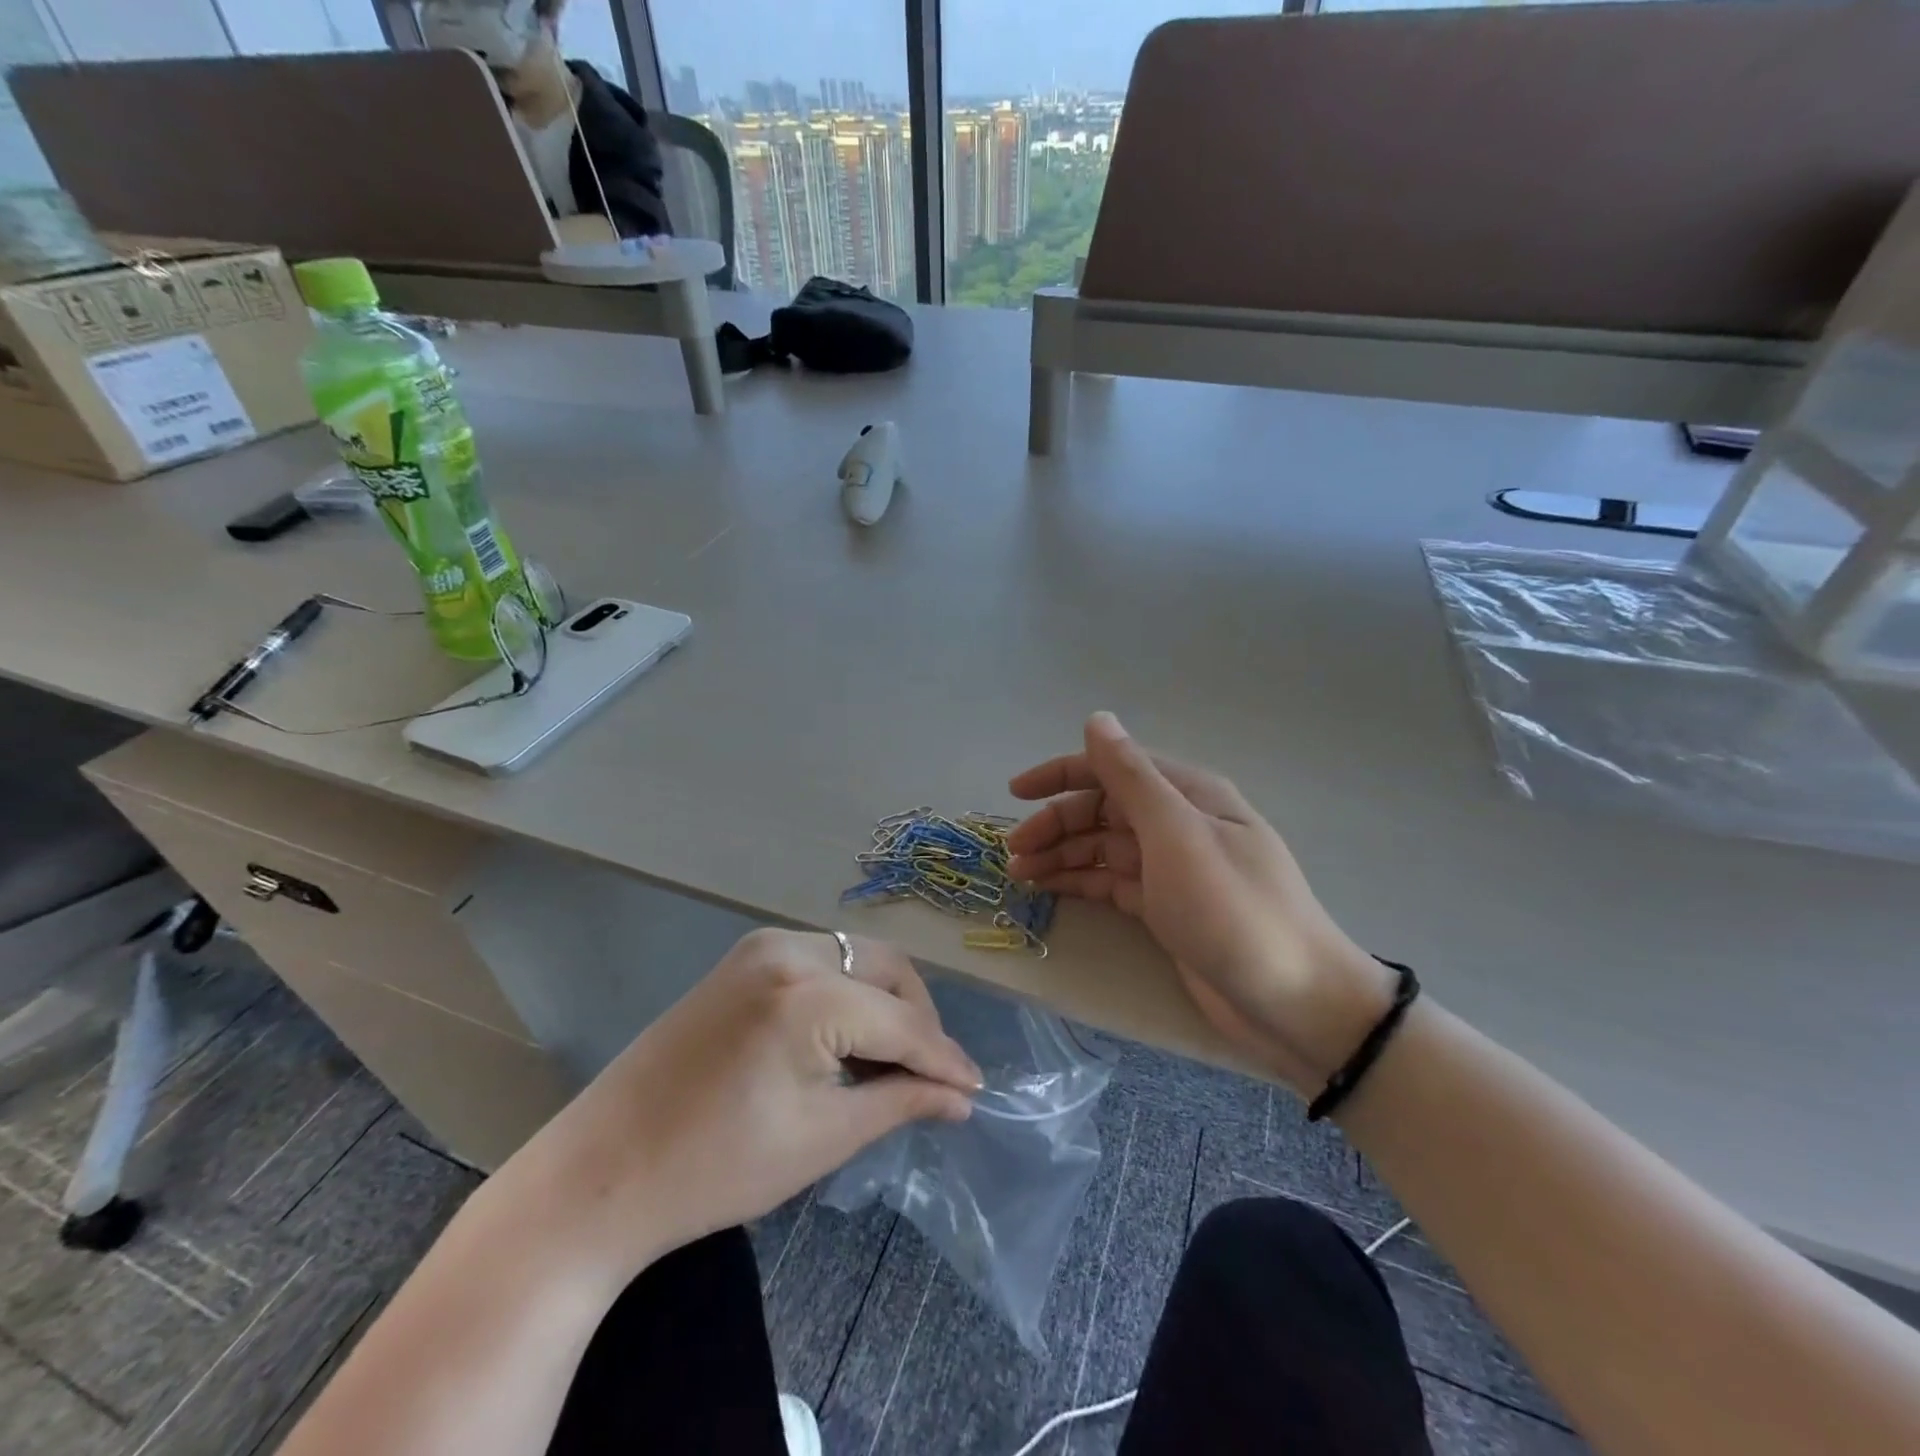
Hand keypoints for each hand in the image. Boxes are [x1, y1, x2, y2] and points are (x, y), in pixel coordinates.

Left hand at [485, 929, 981, 1288]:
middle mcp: (789, 949)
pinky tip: (847, 1038)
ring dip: (885, 1001)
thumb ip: (900, 1102)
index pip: (901, 1022)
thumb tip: (961, 1097)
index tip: (977, 1089)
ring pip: (855, 959)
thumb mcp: (823, 1138)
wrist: (602, 1173)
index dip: (944, 1058)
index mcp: (807, 994)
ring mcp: (761, 946)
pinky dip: (848, 992)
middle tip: (933, 1075)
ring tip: (892, 1061)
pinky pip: (821, 961)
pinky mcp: (743, 958)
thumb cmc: (716, 1168)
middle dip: (918, 1019)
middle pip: (886, 970)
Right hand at [1008, 712, 1393, 1094]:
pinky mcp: (1166, 908)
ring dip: (1061, 854)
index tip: (1015, 793)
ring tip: (1020, 874)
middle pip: (1103, 810)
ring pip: (1103, 847)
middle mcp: (1178, 823)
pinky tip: (1049, 889)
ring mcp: (1172, 868)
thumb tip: (1096, 719)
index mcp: (1187, 794)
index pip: (1113, 768)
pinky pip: (1112, 882)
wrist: (1293, 1003)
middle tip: (1013, 852)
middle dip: (1056, 823)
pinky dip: (1079, 881)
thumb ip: (1131, 776)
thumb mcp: (1177, 835)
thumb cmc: (1232, 910)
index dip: (1062, 774)